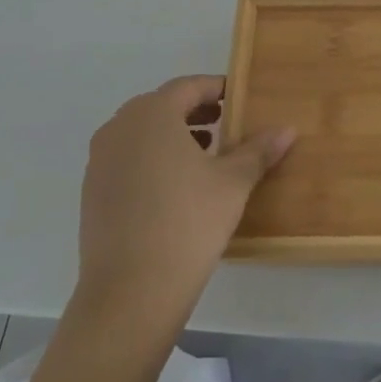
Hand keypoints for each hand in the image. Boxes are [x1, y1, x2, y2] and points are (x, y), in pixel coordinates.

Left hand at [72, 76, 294, 332]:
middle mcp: (120, 128)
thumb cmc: (187, 223)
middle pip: (162, 106)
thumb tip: (288, 129)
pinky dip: (152, 159)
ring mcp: (100, 161)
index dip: (216, 89)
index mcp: (152, 114)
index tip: (239, 99)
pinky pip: (127, 159)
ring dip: (173, 136)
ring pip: (142, 133)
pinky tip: (176, 188)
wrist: (130, 294)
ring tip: (205, 156)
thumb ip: (258, 150)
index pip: (188, 86)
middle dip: (195, 112)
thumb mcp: (233, 183)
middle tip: (226, 125)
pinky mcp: (92, 193)